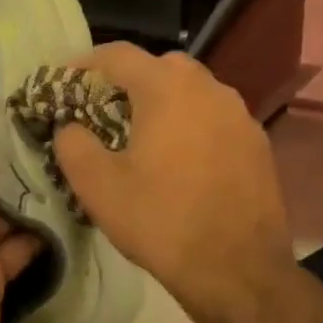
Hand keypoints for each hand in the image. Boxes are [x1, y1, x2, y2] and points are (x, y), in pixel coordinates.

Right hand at [53, 43, 294, 322]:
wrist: (237, 269)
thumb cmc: (160, 220)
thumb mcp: (96, 185)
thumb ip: (72, 143)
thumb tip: (70, 126)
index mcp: (166, 89)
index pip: (118, 54)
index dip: (85, 64)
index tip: (64, 85)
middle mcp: (208, 88)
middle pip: (160, 66)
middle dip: (127, 82)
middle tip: (103, 113)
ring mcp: (239, 115)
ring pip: (191, 92)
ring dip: (162, 103)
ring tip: (142, 138)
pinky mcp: (257, 143)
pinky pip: (214, 118)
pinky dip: (190, 125)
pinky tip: (179, 163)